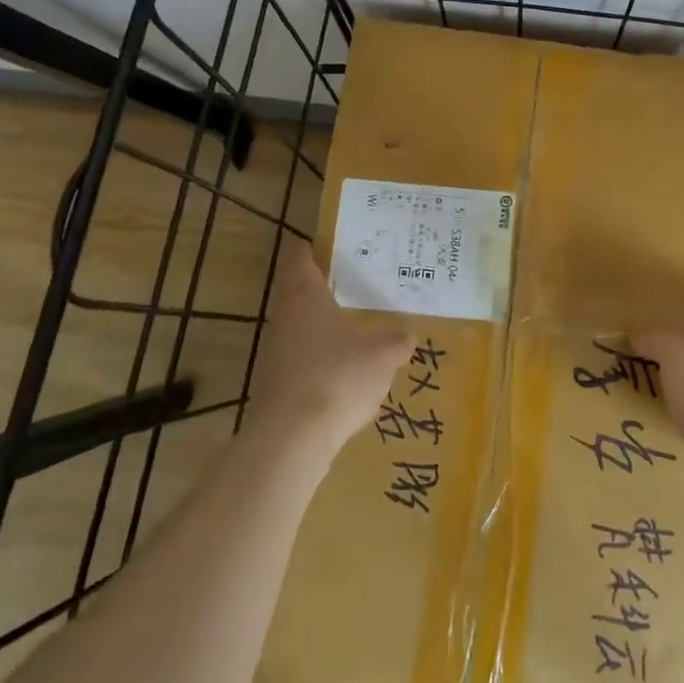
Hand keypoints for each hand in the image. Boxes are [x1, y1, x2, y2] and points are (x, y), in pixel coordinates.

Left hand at [244, 237, 413, 459]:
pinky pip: (300, 359)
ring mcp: (275, 351)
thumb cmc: (339, 376)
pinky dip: (318, 358)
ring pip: (298, 326)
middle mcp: (284, 315)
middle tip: (354, 284)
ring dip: (320, 325)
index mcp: (305, 294)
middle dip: (322, 287)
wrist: (292, 438)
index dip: (313, 247)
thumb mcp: (383, 355)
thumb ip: (397, 341)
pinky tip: (343, 372)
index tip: (333, 244)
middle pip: (297, 290)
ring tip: (353, 328)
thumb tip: (408, 336)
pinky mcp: (274, 383)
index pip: (299, 256)